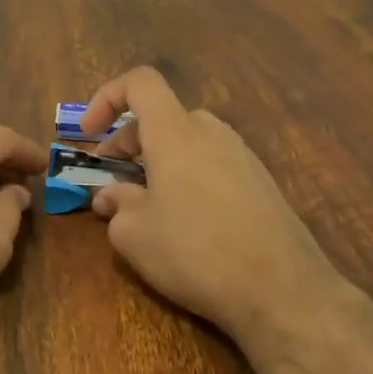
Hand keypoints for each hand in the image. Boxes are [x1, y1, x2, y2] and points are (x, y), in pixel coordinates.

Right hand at [77, 68, 341, 340]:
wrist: (283, 291)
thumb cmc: (195, 251)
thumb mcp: (134, 234)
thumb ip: (115, 204)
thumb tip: (111, 197)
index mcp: (175, 132)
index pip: (140, 82)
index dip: (106, 98)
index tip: (88, 135)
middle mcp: (211, 132)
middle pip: (161, 116)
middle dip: (127, 143)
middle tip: (111, 182)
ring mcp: (242, 156)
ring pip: (187, 142)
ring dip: (157, 162)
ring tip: (145, 206)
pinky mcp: (261, 183)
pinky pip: (211, 164)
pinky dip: (186, 177)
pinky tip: (185, 223)